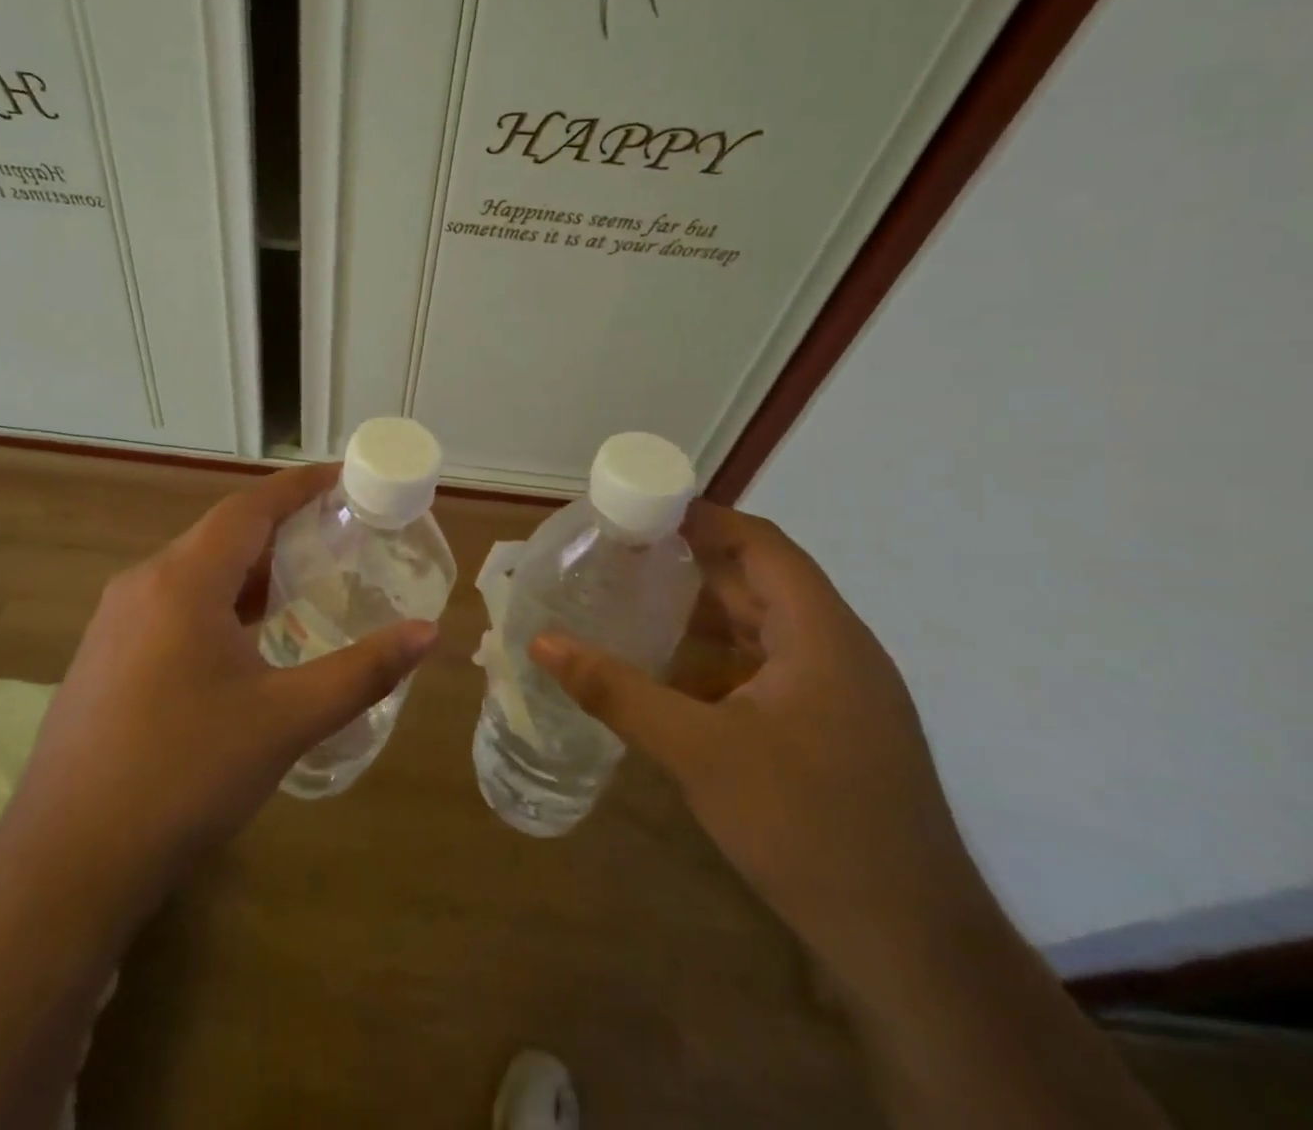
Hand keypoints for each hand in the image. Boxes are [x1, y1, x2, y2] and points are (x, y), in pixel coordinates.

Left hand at [5, 463, 438, 898]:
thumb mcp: (285, 720)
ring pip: (195, 571)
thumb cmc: (186, 775)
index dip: (299, 486)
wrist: (69, 859)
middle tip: (339, 535)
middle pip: (222, 534)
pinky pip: (173, 604)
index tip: (343, 478)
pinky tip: (246, 638)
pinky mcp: (106, 654)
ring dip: (249, 570)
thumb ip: (362, 672)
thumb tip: (428, 633)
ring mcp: (116, 620)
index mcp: (184, 580)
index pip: (250, 507)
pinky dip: (219, 601)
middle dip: (281, 528)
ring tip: (305, 581)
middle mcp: (144, 583)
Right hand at [532, 499, 981, 990]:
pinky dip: (717, 660)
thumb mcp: (699, 753)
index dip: (704, 519)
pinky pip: (766, 671)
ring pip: (762, 630)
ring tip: (632, 602)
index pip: (763, 545)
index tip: (641, 509)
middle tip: (620, 553)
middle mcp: (837, 651)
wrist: (911, 946)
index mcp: (821, 635)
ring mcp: (839, 695)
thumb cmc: (807, 826)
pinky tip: (670, 676)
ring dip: (702, 614)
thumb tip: (543, 642)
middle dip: (690, 564)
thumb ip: (617, 692)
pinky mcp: (831, 731)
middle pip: (759, 583)